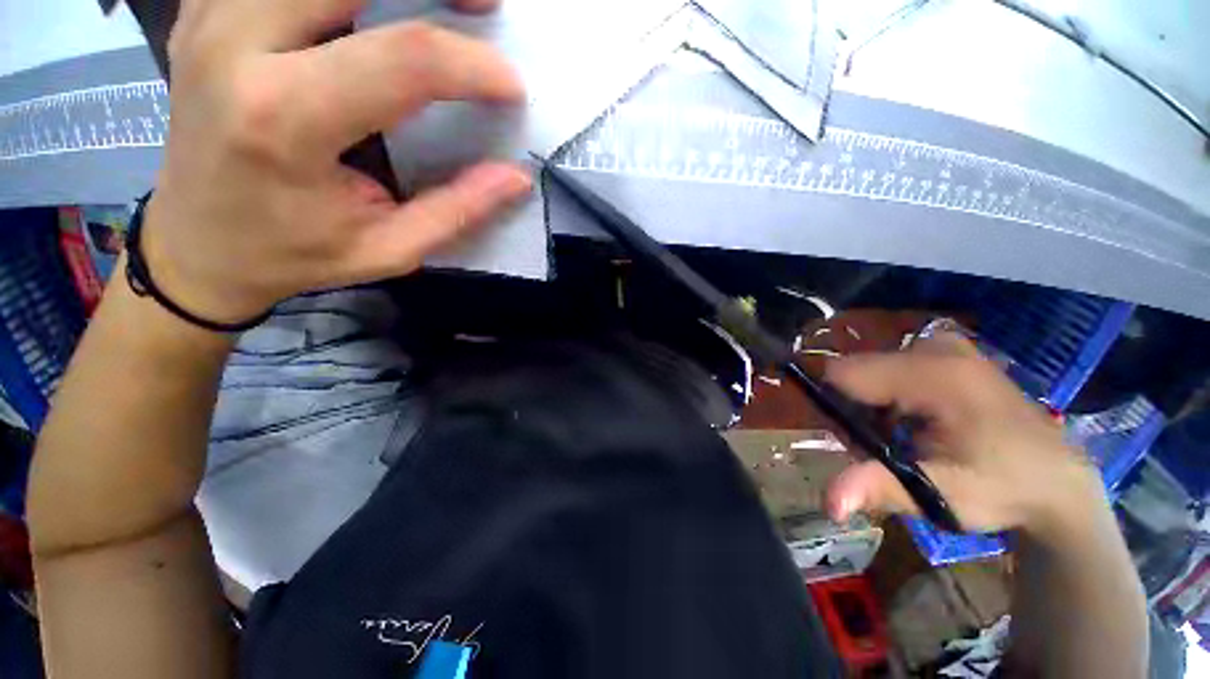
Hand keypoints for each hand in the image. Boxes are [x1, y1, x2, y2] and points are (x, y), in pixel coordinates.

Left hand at [142, 0, 532, 323]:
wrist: (195, 246)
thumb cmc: (292, 255)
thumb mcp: (387, 249)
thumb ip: (456, 211)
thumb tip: (515, 177)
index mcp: (284, 118)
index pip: (403, 59)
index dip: (472, 66)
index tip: (511, 87)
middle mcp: (236, 44)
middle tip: (482, 7)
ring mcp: (212, 16)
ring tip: (436, 1)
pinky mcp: (207, 10)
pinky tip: (366, 7)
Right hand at [824, 333, 1107, 540]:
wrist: (1059, 480)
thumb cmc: (1001, 488)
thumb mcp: (940, 496)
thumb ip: (880, 489)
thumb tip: (828, 504)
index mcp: (934, 373)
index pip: (843, 374)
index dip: (838, 408)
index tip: (861, 442)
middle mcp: (936, 348)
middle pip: (856, 371)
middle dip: (857, 409)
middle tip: (888, 447)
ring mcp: (946, 346)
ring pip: (871, 371)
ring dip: (873, 406)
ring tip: (906, 439)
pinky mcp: (951, 353)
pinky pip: (892, 369)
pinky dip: (891, 397)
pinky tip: (918, 423)